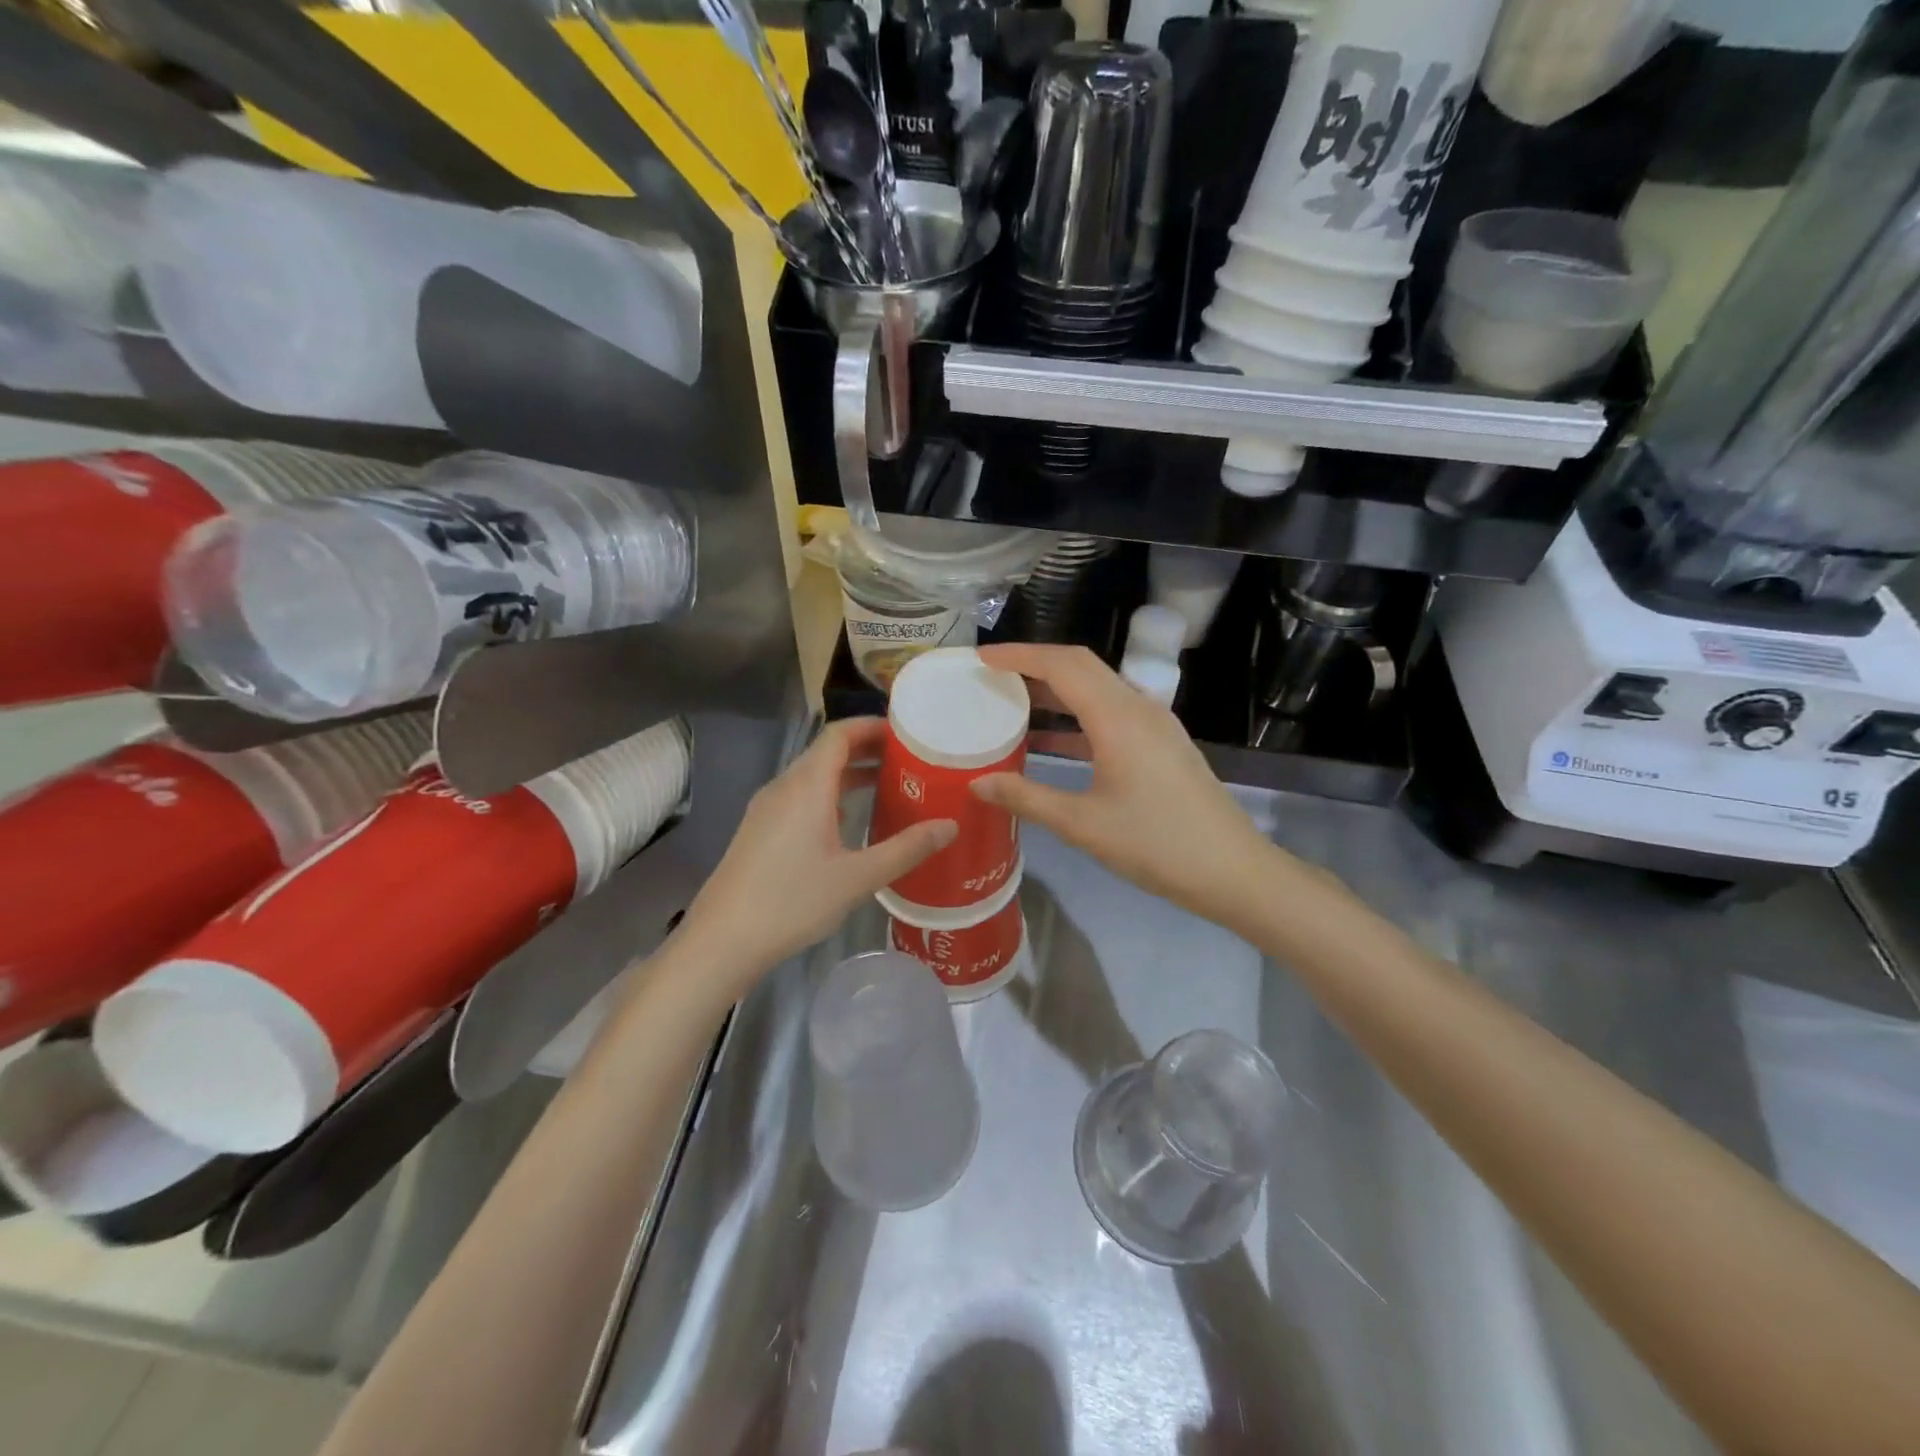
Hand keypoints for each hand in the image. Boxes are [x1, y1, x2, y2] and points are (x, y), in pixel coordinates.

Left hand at [674, 718, 954, 992]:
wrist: (723, 940)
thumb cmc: (792, 902)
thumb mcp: (857, 878)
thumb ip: (905, 849)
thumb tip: (949, 826)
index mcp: (807, 786)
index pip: (839, 734)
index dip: (872, 726)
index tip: (907, 734)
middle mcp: (784, 787)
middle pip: (827, 751)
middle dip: (867, 749)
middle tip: (908, 761)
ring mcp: (767, 808)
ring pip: (812, 775)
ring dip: (849, 774)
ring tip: (887, 786)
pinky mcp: (759, 829)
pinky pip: (800, 796)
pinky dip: (830, 794)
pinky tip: (849, 821)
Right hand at [972, 644, 1288, 934]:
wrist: (1232, 869)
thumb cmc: (1156, 844)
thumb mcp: (1083, 824)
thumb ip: (1027, 798)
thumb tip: (978, 783)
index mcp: (1118, 717)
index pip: (1062, 665)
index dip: (1019, 656)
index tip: (982, 658)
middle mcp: (1138, 707)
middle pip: (1081, 665)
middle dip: (1035, 663)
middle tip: (993, 674)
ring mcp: (1156, 723)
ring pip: (1098, 687)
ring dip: (1058, 688)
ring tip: (1015, 700)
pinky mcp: (1163, 743)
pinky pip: (1112, 710)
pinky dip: (1077, 714)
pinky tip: (1053, 741)